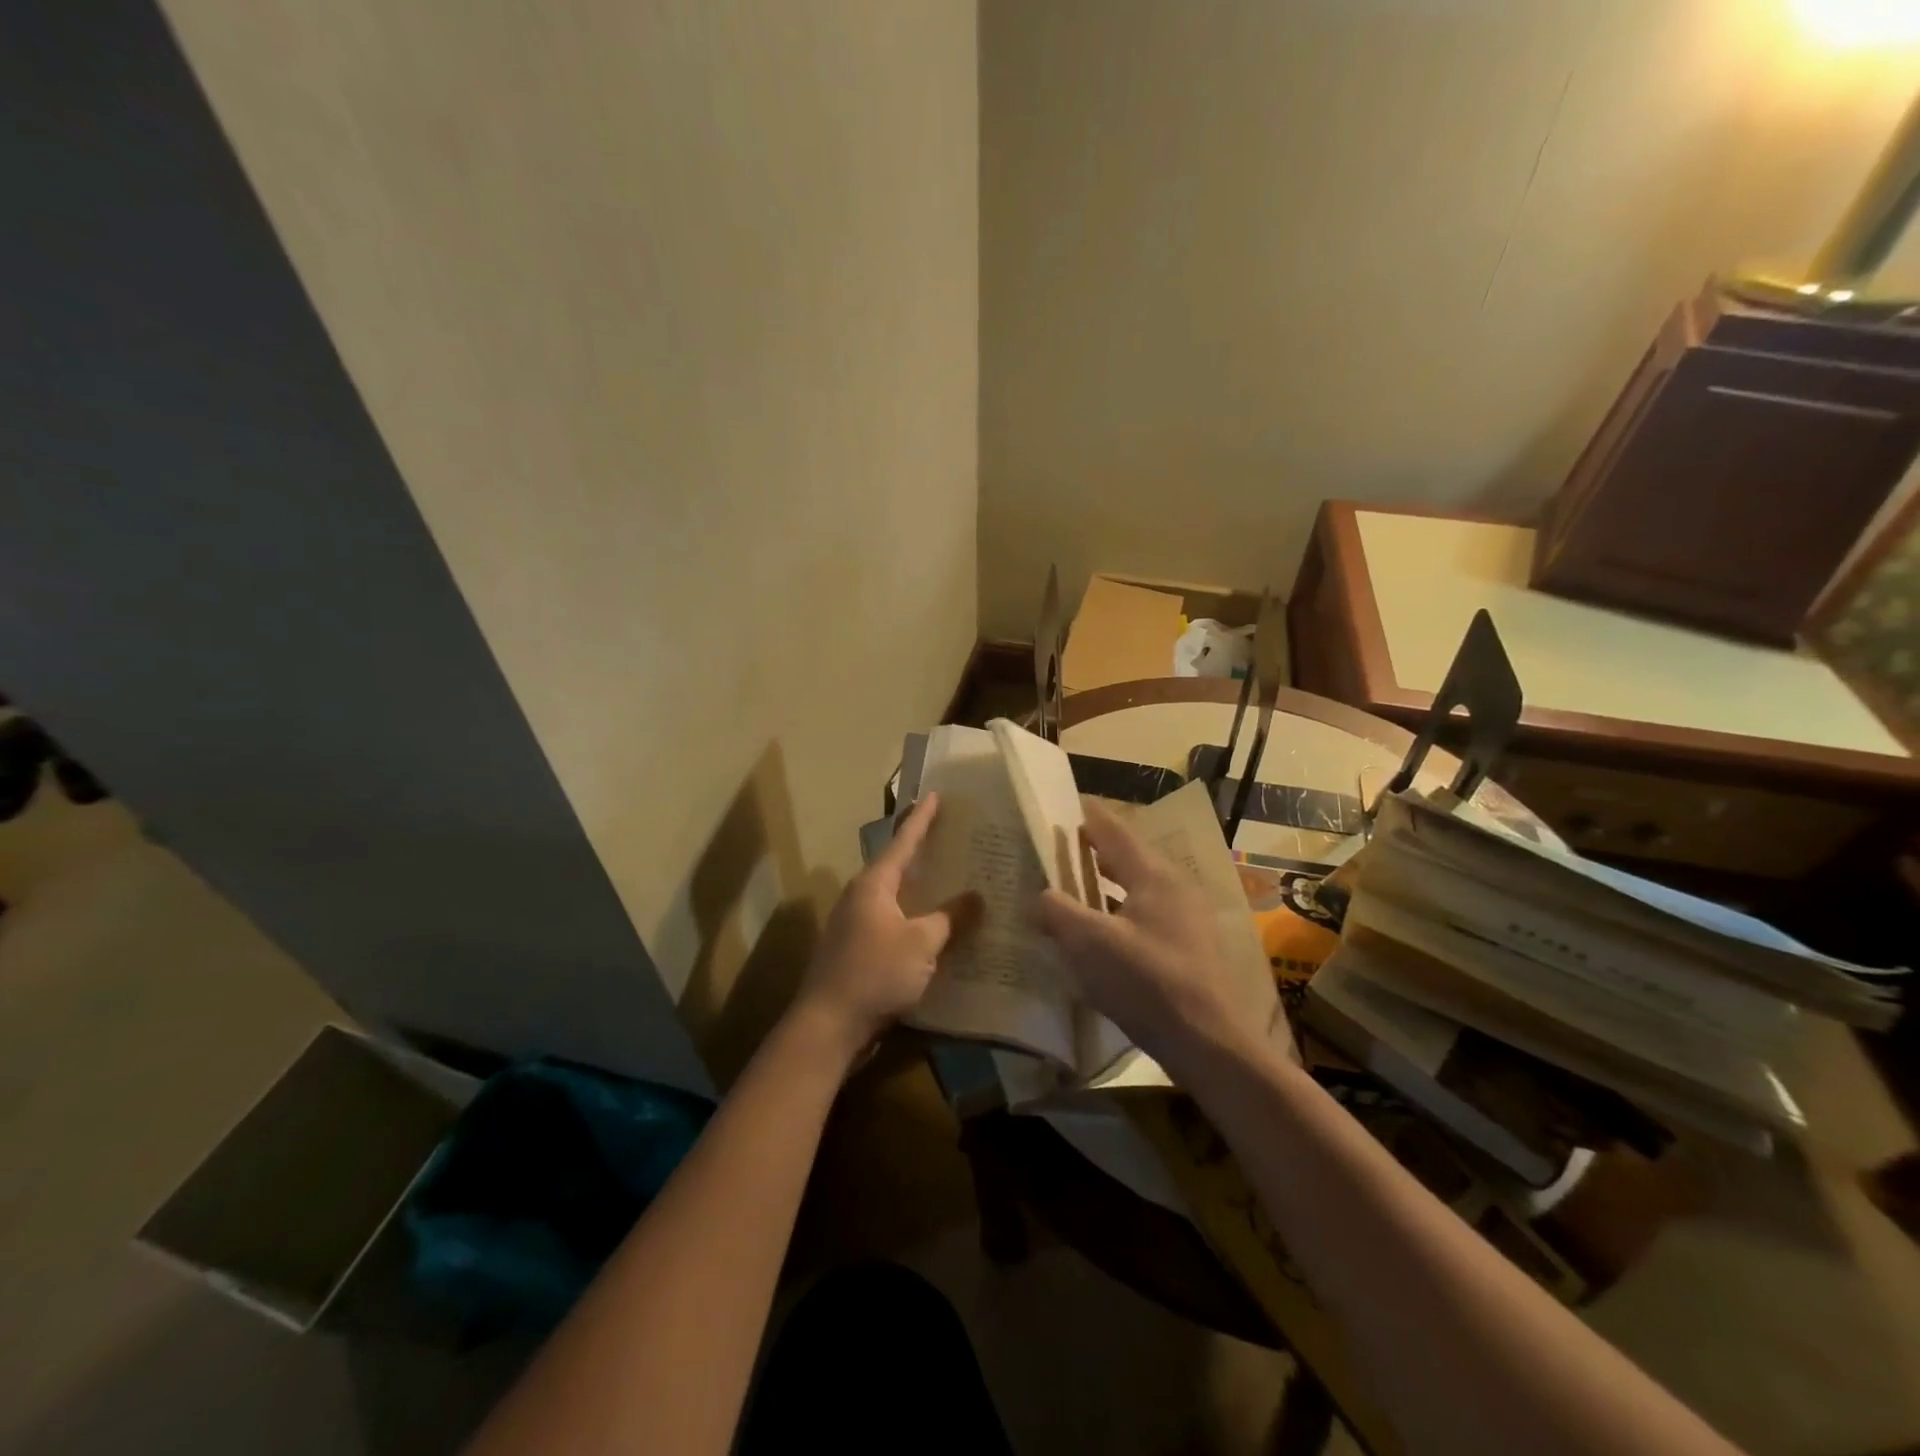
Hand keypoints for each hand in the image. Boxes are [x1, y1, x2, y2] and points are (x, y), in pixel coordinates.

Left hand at [793, 793, 972, 1059]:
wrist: (829, 1025)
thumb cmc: (876, 972)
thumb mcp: (922, 943)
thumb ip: (951, 917)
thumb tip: (977, 896)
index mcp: (874, 884)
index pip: (903, 841)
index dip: (922, 819)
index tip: (936, 795)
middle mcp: (862, 897)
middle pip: (898, 867)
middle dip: (925, 854)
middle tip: (956, 839)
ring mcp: (857, 925)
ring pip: (897, 898)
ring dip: (923, 890)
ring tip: (955, 882)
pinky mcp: (859, 951)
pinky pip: (894, 924)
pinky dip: (917, 919)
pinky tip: (938, 929)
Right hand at [1037, 799, 1279, 1084]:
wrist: (1209, 1043)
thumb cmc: (1146, 982)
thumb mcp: (1089, 944)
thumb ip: (1057, 911)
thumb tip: (1039, 896)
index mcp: (1153, 875)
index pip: (1113, 830)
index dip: (1085, 816)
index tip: (1060, 804)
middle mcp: (1175, 887)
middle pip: (1127, 858)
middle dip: (1092, 852)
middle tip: (1057, 849)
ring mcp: (1187, 918)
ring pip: (1137, 889)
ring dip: (1105, 886)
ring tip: (1072, 889)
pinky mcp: (1190, 948)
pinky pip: (1146, 915)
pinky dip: (1120, 912)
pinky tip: (1101, 933)